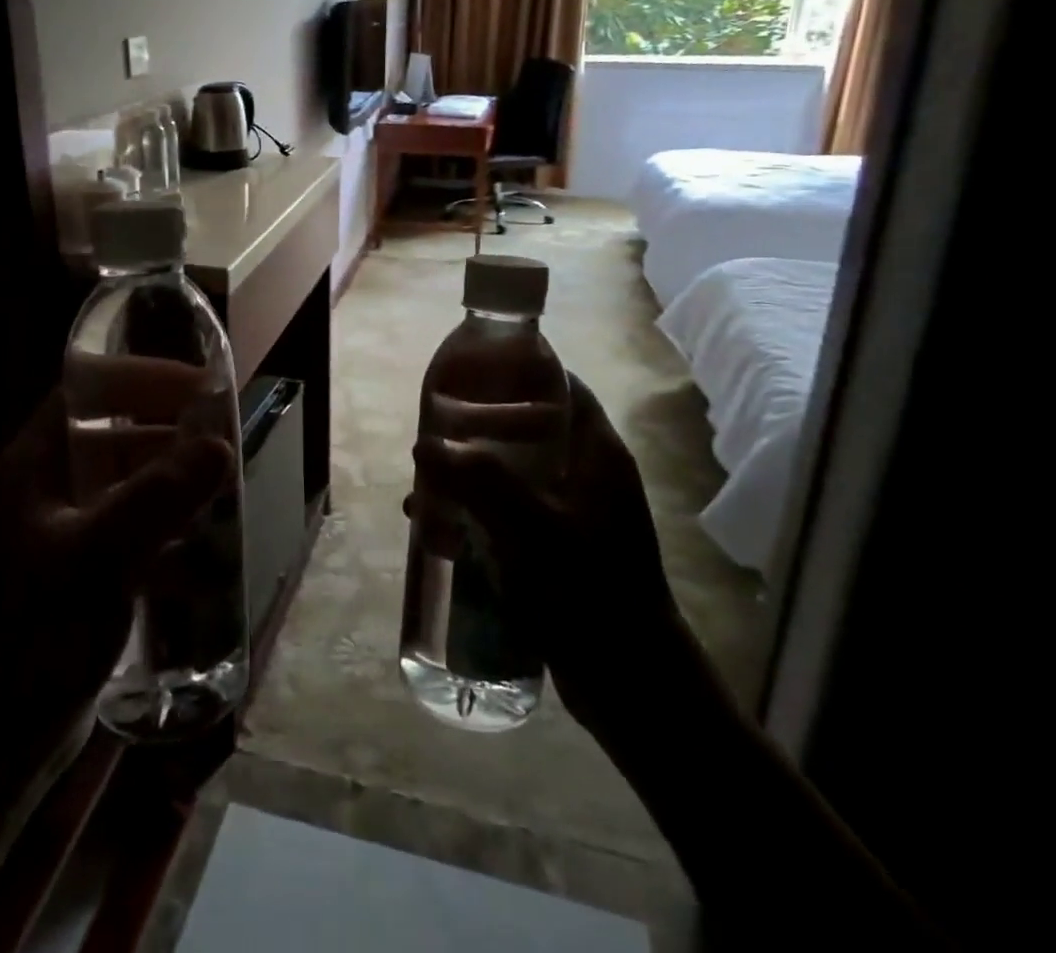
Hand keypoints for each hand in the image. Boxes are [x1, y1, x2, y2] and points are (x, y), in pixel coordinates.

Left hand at [0, 371, 234, 736]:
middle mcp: (46, 494)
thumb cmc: (20, 641)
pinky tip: (200, 561)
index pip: (89, 393)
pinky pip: (129, 543)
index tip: (202, 388)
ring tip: (224, 495)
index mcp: (35, 468)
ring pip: (126, 492)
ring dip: (172, 489)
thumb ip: (155, 500)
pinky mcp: (75, 588)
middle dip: (170, 435)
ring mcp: (60, 542)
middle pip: (114, 440)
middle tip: (224, 445)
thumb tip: (219, 444)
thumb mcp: (93, 562)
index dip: (143, 379)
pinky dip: (164, 541)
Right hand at [412, 372, 686, 745]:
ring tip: (424, 488)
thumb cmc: (590, 591)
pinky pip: (510, 517)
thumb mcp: (533, 528)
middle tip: (434, 434)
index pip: (563, 388)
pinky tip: (437, 533)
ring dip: (469, 479)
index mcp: (597, 454)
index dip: (520, 372)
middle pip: (529, 431)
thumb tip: (424, 445)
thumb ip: (479, 481)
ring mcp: (574, 516)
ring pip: (513, 476)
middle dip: (478, 432)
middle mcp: (588, 476)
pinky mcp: (557, 551)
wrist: (631, 684)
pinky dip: (475, 516)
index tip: (471, 373)